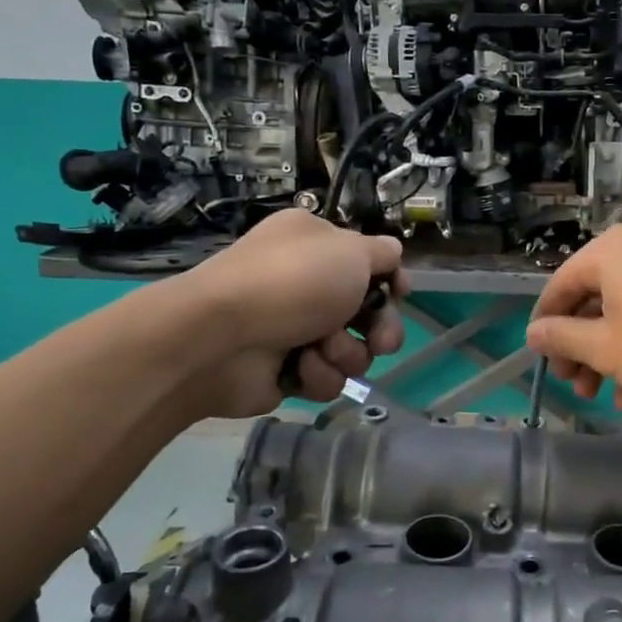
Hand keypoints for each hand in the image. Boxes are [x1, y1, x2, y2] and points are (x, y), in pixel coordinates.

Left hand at [179, 210, 405, 414]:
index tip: (400, 294)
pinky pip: (325, 377)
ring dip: (344, 352)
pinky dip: (318, 373)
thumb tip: (393, 254)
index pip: (368, 263)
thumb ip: (382, 253)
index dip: (390, 281)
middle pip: (367, 312)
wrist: (221, 338)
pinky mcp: (286, 370)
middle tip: (380, 341)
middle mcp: (305, 283)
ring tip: (320, 348)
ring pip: (351, 350)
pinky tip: (298, 366)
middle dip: (380, 329)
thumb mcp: (350, 251)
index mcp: (315, 245)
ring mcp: (294, 329)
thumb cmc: (292, 282)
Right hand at [524, 226, 621, 411]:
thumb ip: (564, 338)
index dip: (546, 328)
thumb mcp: (608, 348)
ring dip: (609, 359)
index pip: (558, 288)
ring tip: (607, 398)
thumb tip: (532, 332)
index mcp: (607, 254)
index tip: (543, 363)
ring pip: (621, 317)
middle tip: (578, 387)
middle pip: (590, 303)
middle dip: (581, 351)